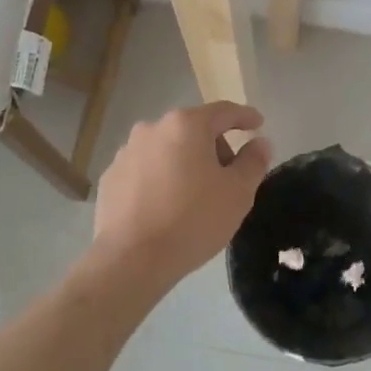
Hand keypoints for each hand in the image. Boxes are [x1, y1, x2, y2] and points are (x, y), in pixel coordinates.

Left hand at [93, 102, 271, 286]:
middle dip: (214, 146)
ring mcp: (126, 152)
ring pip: (167, 149)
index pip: (224, 111)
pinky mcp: (110, 177)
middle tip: (228, 177)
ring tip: (194, 196)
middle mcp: (152, 128)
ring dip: (185, 162)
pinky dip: (160, 179)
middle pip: (193, 129)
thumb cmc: (192, 220)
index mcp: (186, 125)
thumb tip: (260, 142)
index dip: (245, 117)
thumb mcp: (238, 193)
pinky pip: (145, 169)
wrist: (131, 259)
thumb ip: (253, 161)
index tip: (258, 124)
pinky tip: (165, 206)